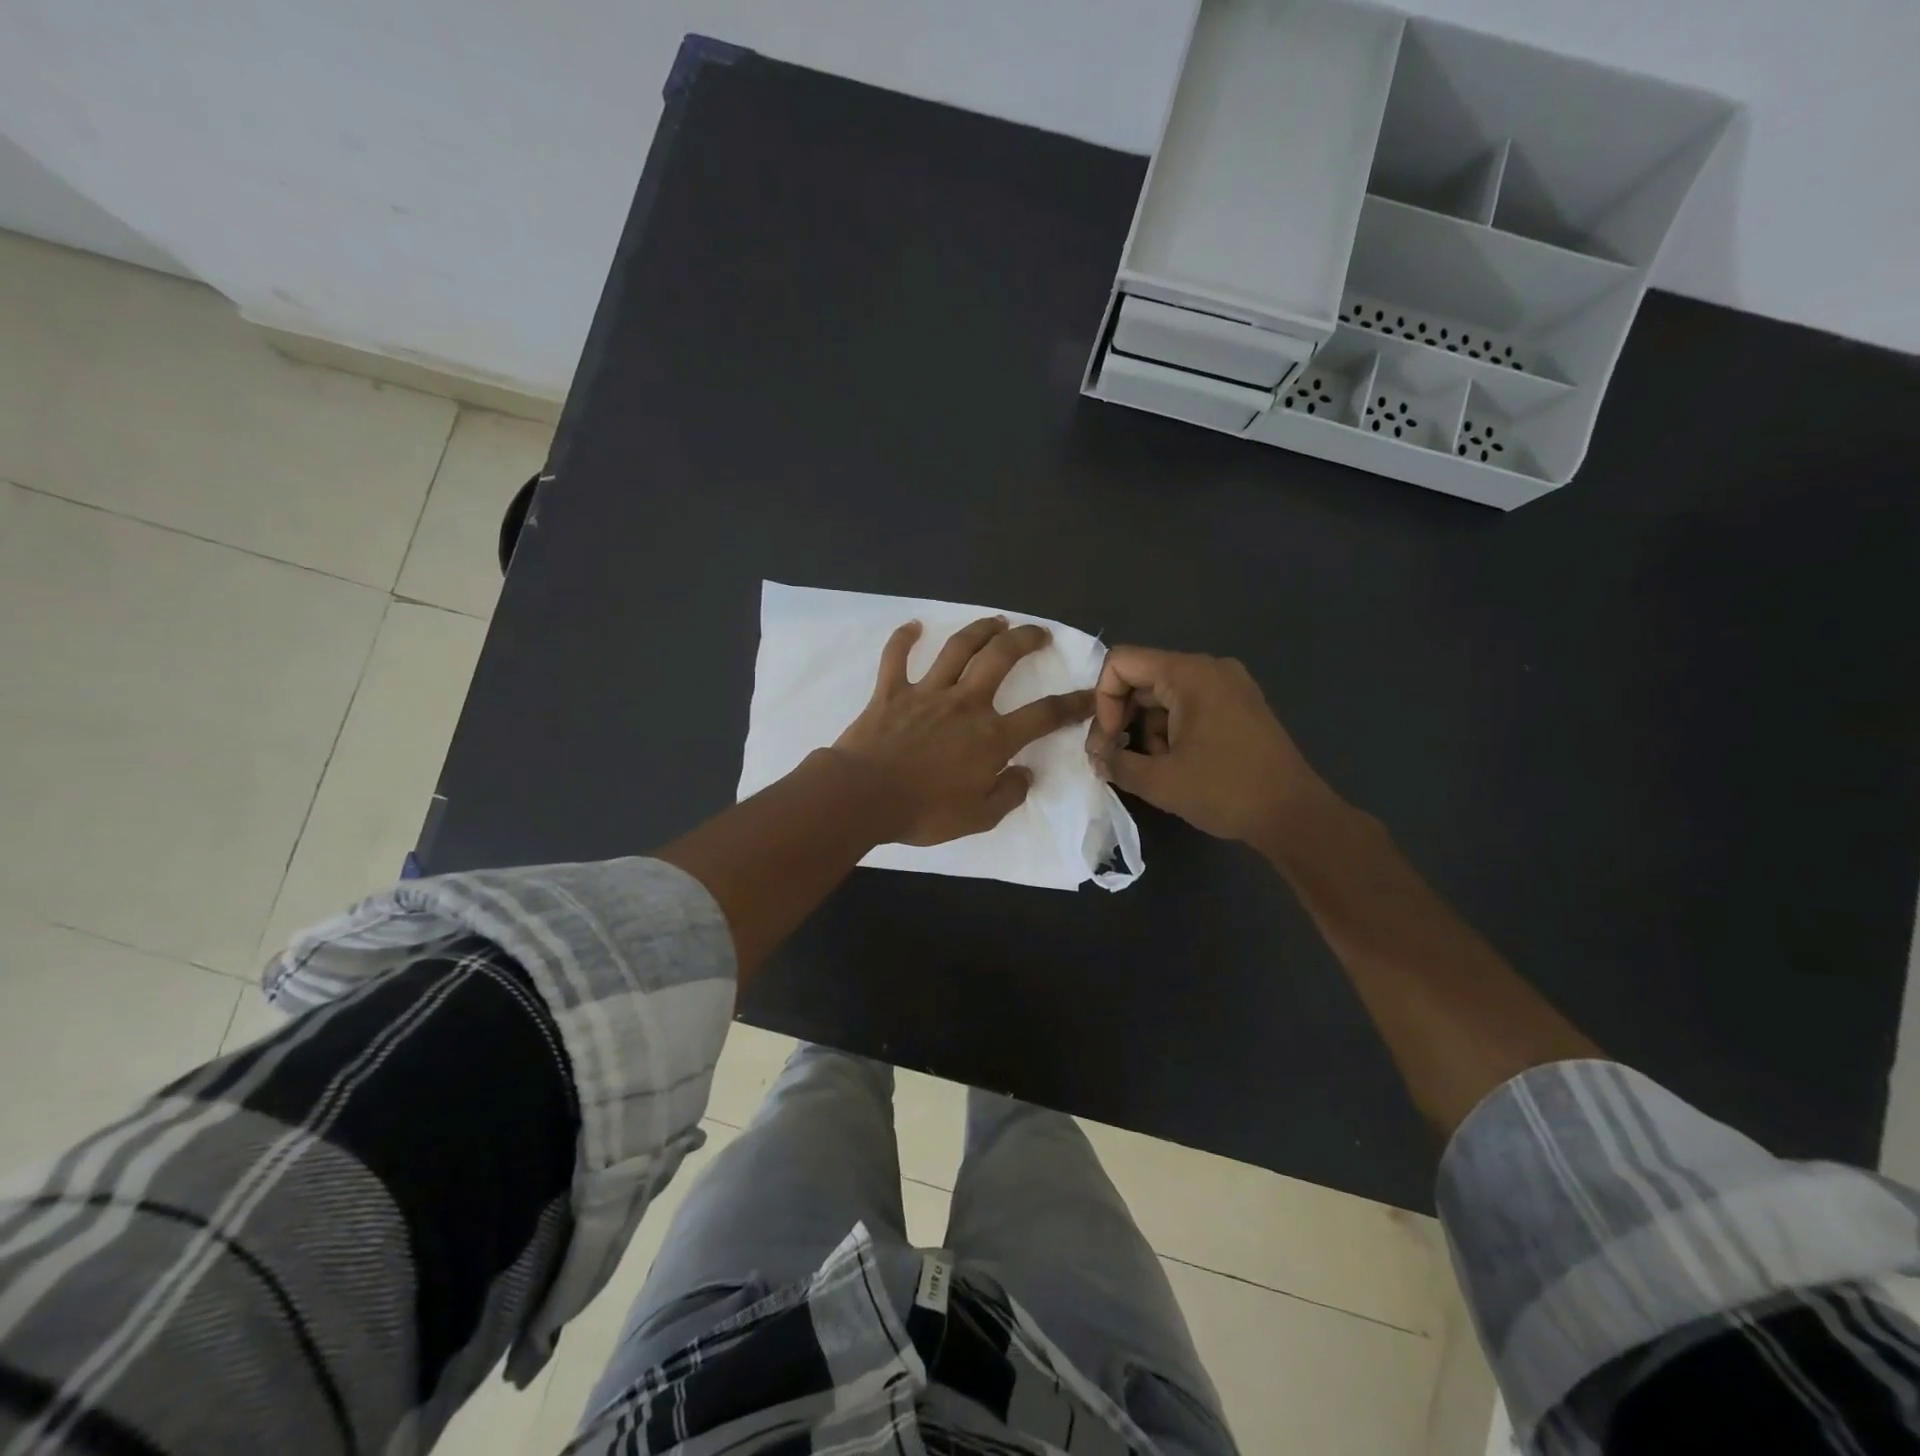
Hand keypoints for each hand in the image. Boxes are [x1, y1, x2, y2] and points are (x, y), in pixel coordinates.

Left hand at [832, 617, 1094, 845]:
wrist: (863, 798)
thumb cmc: (923, 811)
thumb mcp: (978, 818)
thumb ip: (1008, 794)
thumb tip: (1025, 775)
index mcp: (991, 737)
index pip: (1044, 715)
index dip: (1073, 704)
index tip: (1090, 694)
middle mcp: (965, 704)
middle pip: (1001, 658)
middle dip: (1025, 640)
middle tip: (1038, 633)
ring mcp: (927, 692)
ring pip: (958, 648)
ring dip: (980, 629)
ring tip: (996, 621)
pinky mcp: (891, 691)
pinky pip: (896, 657)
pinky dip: (904, 638)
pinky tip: (914, 626)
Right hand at [1085, 646, 1333, 849]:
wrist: (1294, 815)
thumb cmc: (1225, 791)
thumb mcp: (1159, 781)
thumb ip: (1116, 762)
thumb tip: (1097, 757)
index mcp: (1189, 674)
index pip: (1122, 663)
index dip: (1103, 700)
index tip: (1108, 741)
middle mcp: (1209, 668)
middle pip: (1143, 677)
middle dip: (1122, 717)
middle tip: (1113, 757)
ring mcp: (1229, 685)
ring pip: (1164, 695)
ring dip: (1147, 728)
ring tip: (1153, 768)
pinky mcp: (1239, 706)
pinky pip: (1189, 705)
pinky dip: (1172, 730)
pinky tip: (1177, 764)